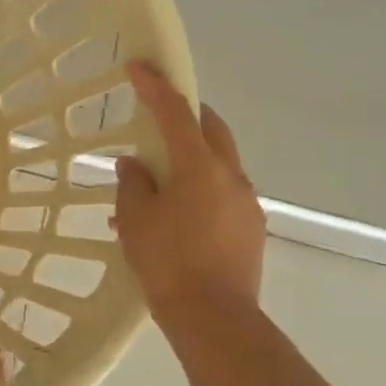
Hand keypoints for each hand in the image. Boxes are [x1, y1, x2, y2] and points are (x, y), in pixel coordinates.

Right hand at [114, 61, 264, 326]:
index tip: (138, 66)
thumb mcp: (136, 219)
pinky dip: (197, 189)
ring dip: (189, 157)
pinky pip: (221, 193)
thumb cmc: (168, 262)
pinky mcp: (250, 228)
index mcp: (200, 167)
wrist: (215, 318)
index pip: (176, 113)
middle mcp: (230, 176)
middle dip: (185, 114)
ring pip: (217, 163)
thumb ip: (134, 185)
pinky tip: (171, 216)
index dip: (156, 86)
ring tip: (155, 180)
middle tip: (158, 113)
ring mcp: (246, 203)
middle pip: (211, 129)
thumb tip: (136, 166)